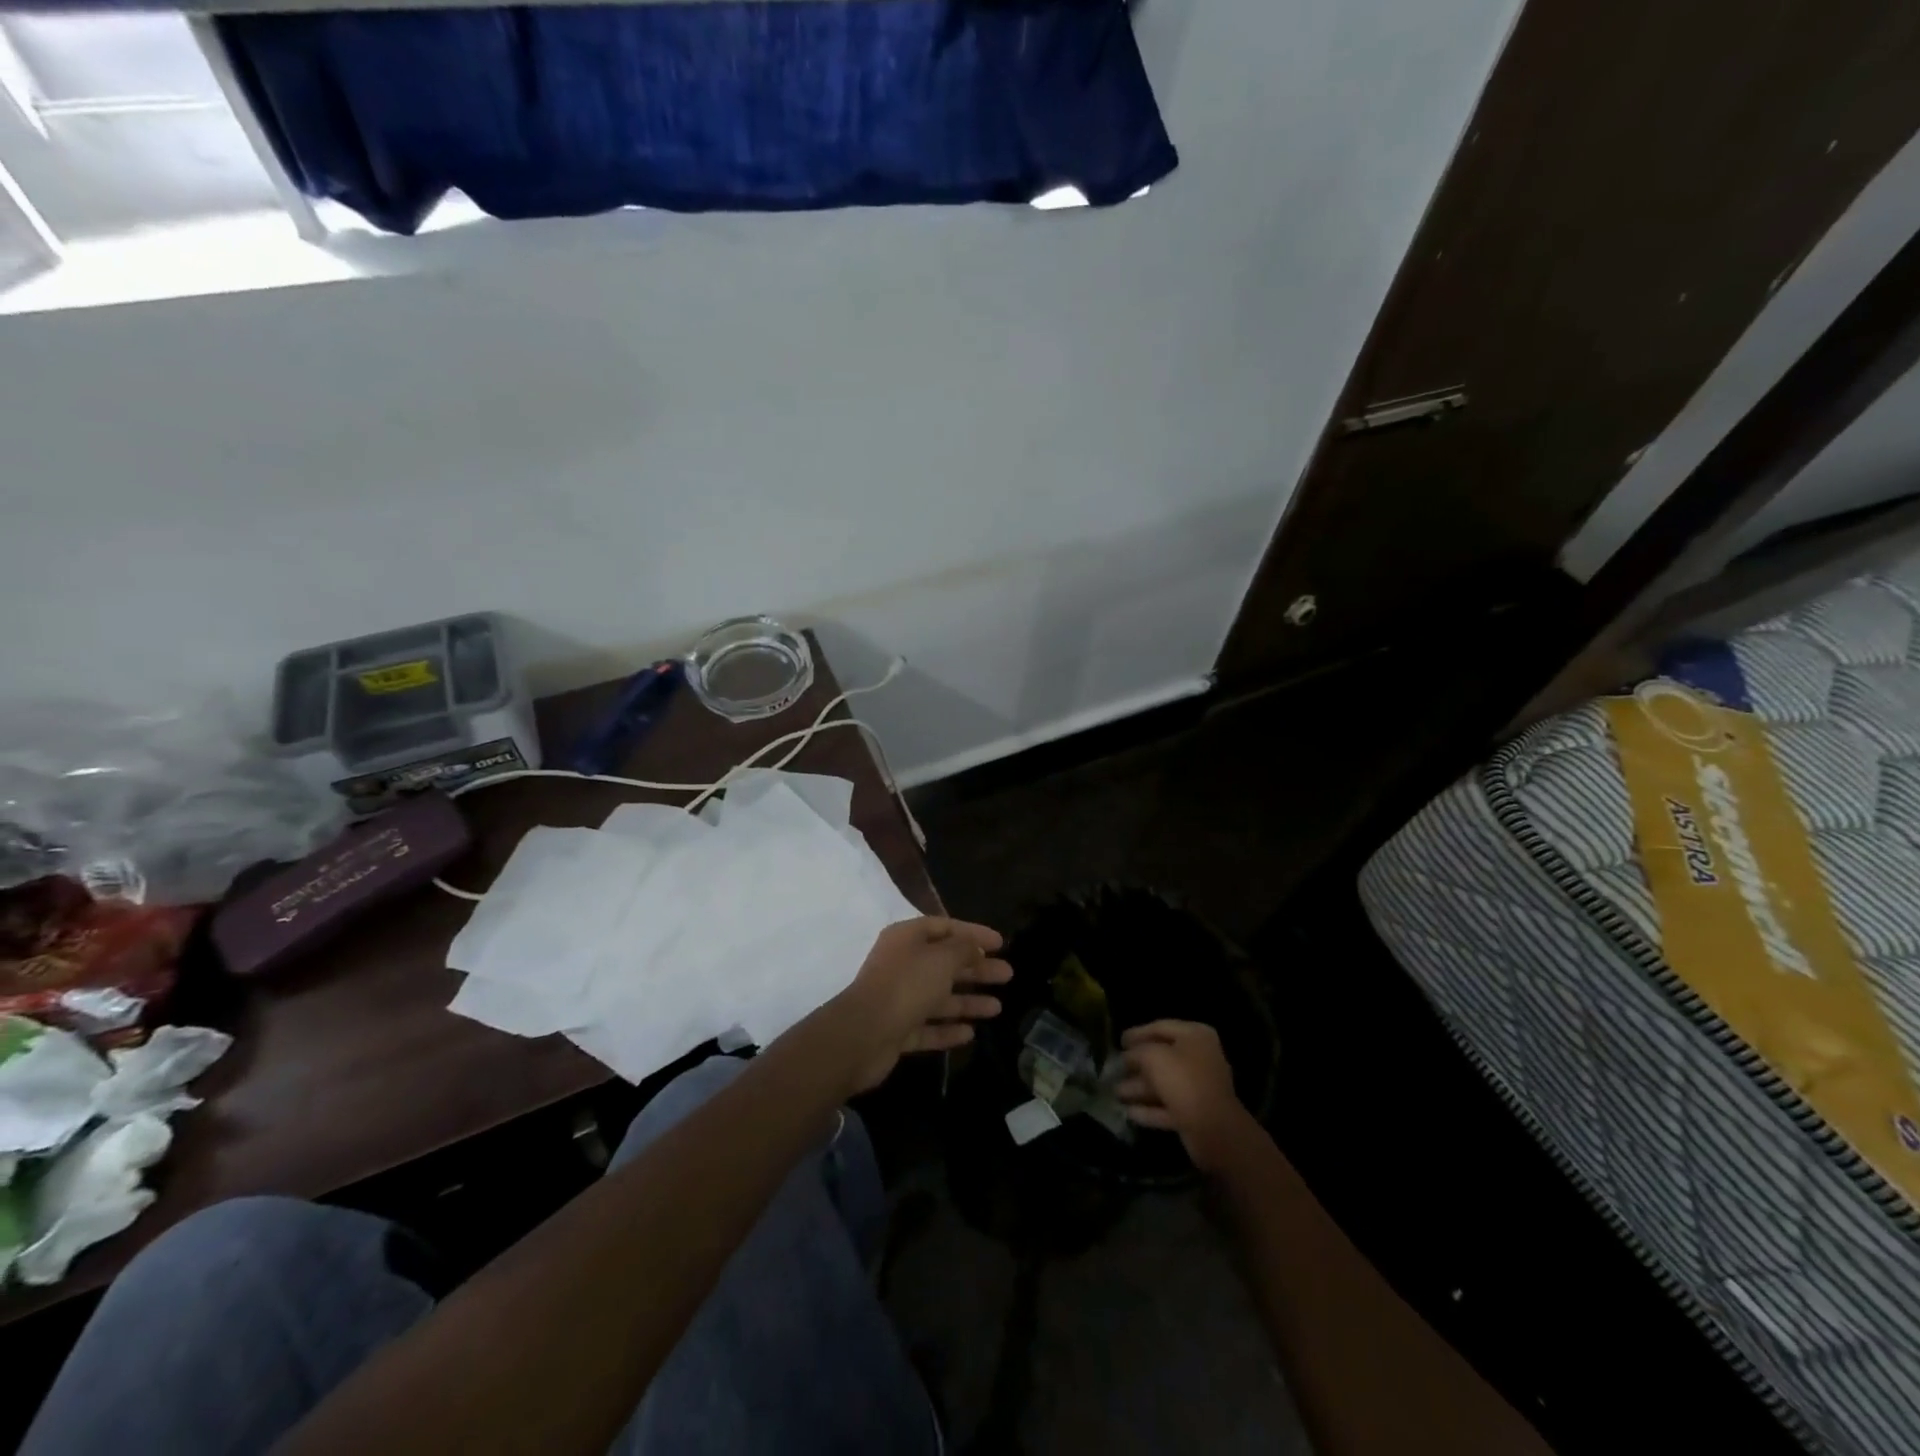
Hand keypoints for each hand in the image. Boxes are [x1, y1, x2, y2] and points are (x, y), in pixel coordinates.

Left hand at [828, 918, 1010, 1092]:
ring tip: (997, 1008)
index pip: (945, 927)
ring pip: (939, 997)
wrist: (863, 1035)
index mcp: (907, 939)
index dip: (973, 933)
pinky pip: (928, 1027)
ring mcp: (898, 999)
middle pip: (945, 963)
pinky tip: (971, 1034)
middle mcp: (902, 965)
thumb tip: (975, 947)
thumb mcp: (941, 959)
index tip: (1000, 943)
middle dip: (977, 969)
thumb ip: (963, 950)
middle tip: (1008, 974)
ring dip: (968, 1001)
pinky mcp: (897, 1030)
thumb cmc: (906, 986)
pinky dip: (948, 1029)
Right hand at [1117, 1020, 1257, 1172]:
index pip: (1160, 1027)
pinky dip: (1149, 1109)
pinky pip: (1167, 1106)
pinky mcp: (1195, 1114)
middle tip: (1114, 1068)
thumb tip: (1127, 1056)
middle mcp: (1199, 1058)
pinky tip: (1129, 1112)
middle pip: (1162, 1057)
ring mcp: (1198, 1088)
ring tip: (1115, 1092)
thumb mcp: (1153, 1056)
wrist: (1214, 1130)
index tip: (1118, 1041)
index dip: (1137, 1033)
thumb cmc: (1183, 1081)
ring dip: (1139, 1088)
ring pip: (1163, 1084)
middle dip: (1136, 1064)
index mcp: (1195, 1036)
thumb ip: (1136, 1051)